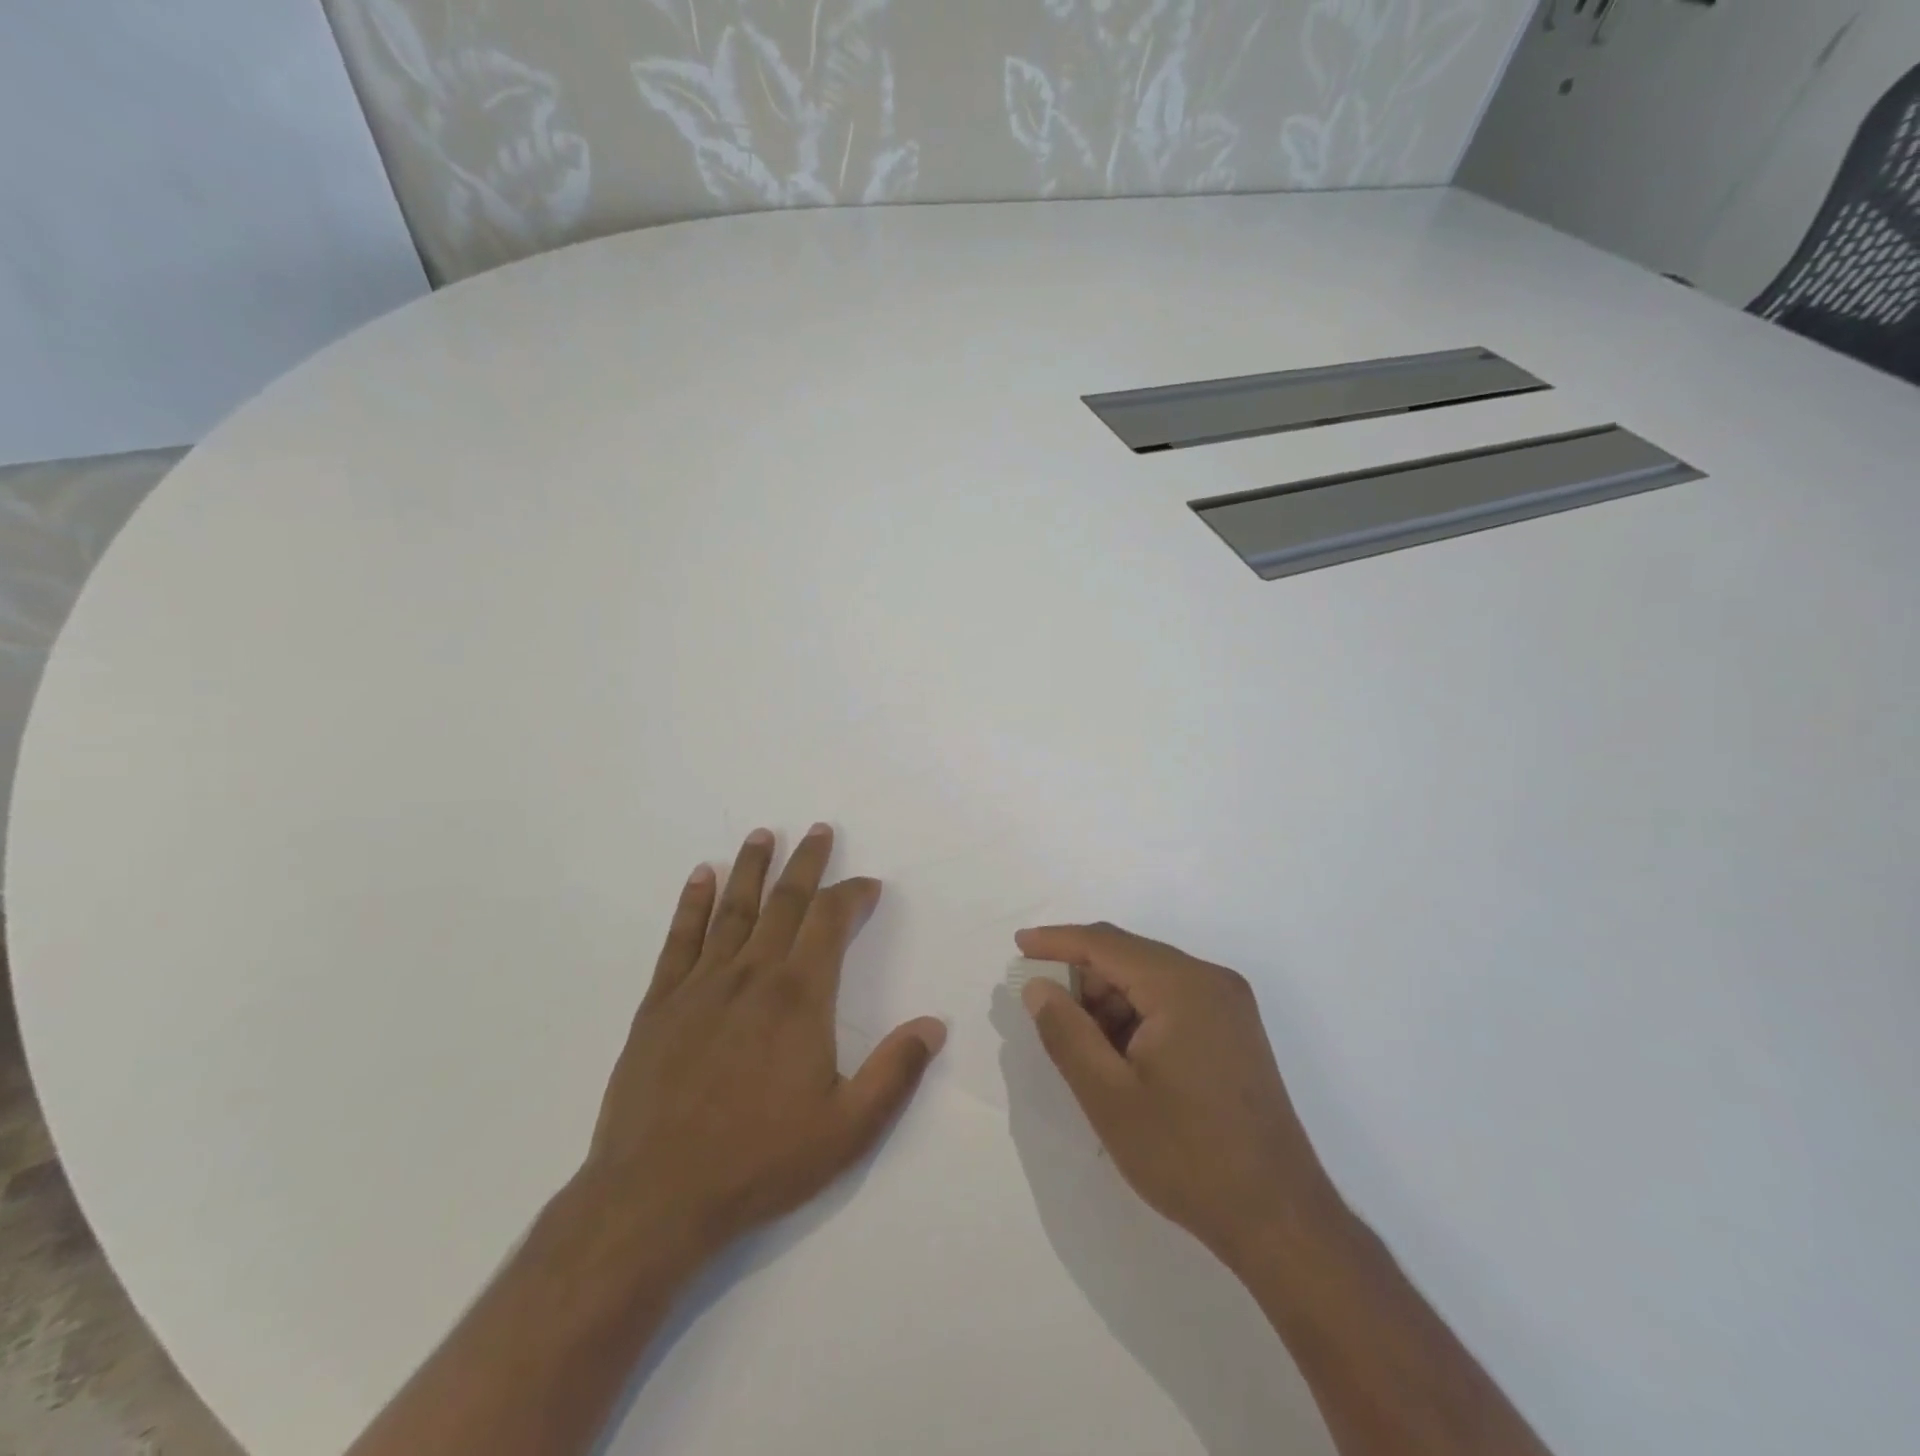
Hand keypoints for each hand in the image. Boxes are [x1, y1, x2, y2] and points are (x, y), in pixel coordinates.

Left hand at [578, 824, 946, 1267]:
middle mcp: (752, 974)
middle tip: (819, 830)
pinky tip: (701, 877)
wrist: (655, 1197)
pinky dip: (693, 904)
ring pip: (733, 909)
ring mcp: (702, 984)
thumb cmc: (759, 1161)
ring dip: (751, 868)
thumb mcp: (847, 1129)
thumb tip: (935, 1024)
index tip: (868, 884)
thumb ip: (895, 1072)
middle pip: (785, 901)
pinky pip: (680, 939)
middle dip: (806, 863)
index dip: (852, 894)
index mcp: (800, 996)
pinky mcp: (660, 1003)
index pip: (831, 921)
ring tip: (762, 835)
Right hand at [1015, 922, 1338, 1269]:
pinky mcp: (1235, 1032)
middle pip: (1130, 958)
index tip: (1019, 945)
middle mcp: (1211, 981)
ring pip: (1150, 981)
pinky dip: (1138, 1017)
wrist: (1280, 1220)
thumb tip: (1039, 988)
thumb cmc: (1187, 1156)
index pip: (1106, 944)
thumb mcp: (1109, 1096)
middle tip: (1047, 1014)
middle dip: (1083, 979)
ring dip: (1110, 1002)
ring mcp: (1229, 1006)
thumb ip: (1066, 1033)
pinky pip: (1173, 1003)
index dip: (1057, 941)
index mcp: (1183, 986)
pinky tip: (1121, 1059)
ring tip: (1085, 1050)